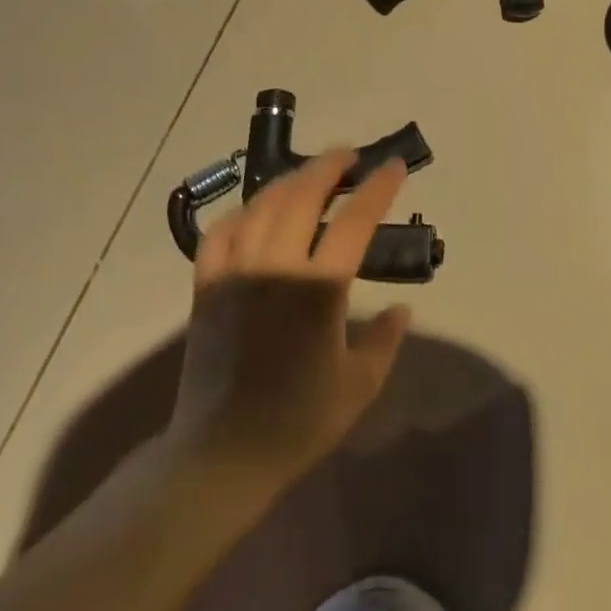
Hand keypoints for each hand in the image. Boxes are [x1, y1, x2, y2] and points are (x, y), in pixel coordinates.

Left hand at [166, 149, 412, 482]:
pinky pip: (220, 233)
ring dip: (289, 180)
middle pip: (302, 196)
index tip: (394, 167)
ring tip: (310, 174)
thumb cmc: (297, 422)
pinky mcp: (206, 286)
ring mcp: (235, 273)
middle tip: (350, 156)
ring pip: (261, 205)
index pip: (354, 222)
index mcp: (318, 290)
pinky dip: (242, 212)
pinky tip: (256, 210)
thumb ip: (385, 339)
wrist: (221, 454)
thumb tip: (403, 308)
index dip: (378, 189)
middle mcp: (275, 268)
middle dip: (329, 167)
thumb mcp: (359, 385)